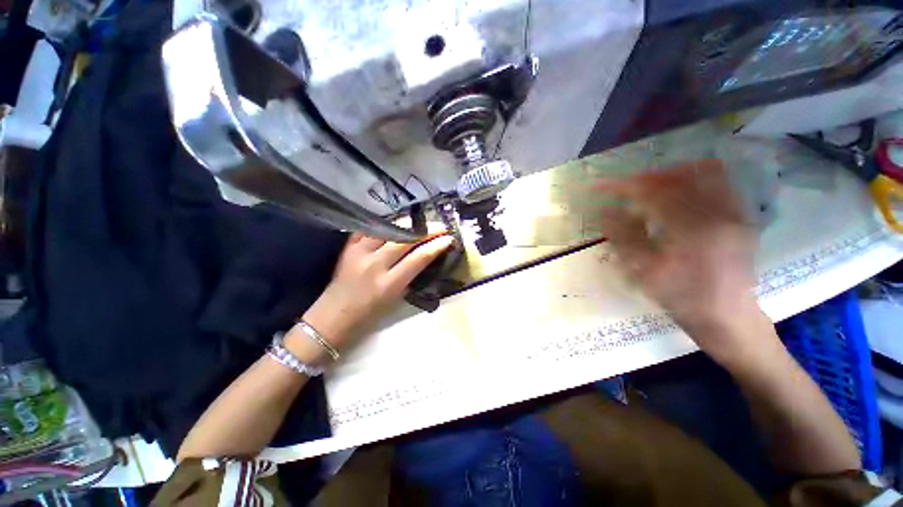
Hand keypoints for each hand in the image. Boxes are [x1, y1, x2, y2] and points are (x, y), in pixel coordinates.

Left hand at [288, 233, 453, 363]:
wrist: (332, 317)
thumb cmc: (369, 315)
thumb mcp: (396, 298)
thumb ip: (409, 275)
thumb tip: (423, 255)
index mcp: (389, 283)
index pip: (418, 258)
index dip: (436, 245)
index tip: (449, 238)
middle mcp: (374, 265)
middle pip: (404, 239)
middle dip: (426, 230)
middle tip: (439, 225)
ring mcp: (359, 253)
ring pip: (387, 229)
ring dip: (406, 223)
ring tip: (419, 221)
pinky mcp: (348, 248)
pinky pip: (368, 229)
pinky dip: (383, 225)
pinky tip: (393, 223)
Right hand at [596, 159, 764, 361]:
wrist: (728, 318)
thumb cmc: (681, 298)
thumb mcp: (644, 272)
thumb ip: (624, 237)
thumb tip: (606, 211)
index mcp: (691, 230)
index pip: (652, 193)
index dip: (622, 186)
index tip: (599, 187)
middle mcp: (718, 213)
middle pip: (676, 177)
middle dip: (643, 178)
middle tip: (622, 189)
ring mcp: (734, 212)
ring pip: (701, 173)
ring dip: (668, 176)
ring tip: (648, 188)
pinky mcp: (740, 216)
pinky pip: (719, 182)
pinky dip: (692, 179)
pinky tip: (677, 194)